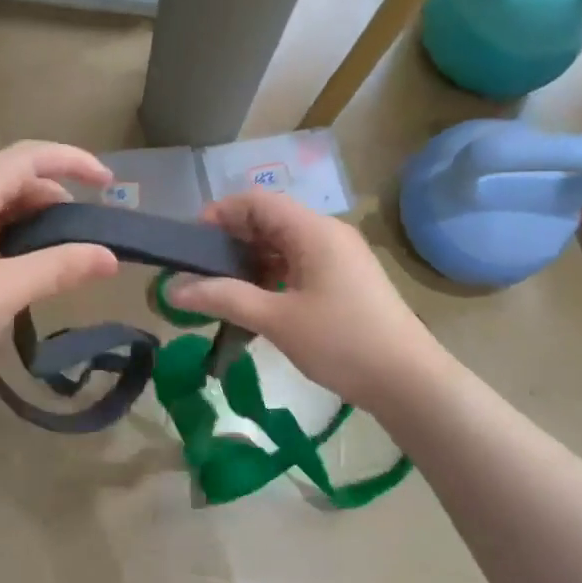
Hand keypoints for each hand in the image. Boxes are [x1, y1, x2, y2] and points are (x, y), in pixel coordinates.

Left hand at [0, 141, 119, 387]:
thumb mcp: (5, 292)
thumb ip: (60, 268)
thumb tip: (110, 257)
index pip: (27, 156)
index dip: (73, 162)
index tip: (109, 183)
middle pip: (11, 177)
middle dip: (55, 196)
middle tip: (85, 234)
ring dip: (32, 218)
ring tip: (59, 253)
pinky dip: (9, 234)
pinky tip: (21, 266)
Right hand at [167, 190, 443, 410]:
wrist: (409, 381)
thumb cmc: (342, 343)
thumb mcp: (277, 320)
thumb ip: (224, 298)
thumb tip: (172, 288)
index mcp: (314, 231)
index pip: (257, 201)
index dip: (220, 214)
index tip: (191, 244)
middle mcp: (328, 234)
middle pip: (270, 220)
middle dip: (231, 241)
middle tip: (199, 272)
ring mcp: (340, 257)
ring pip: (284, 245)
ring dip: (251, 261)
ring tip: (222, 291)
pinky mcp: (345, 280)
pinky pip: (300, 264)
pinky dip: (272, 275)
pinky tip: (256, 303)